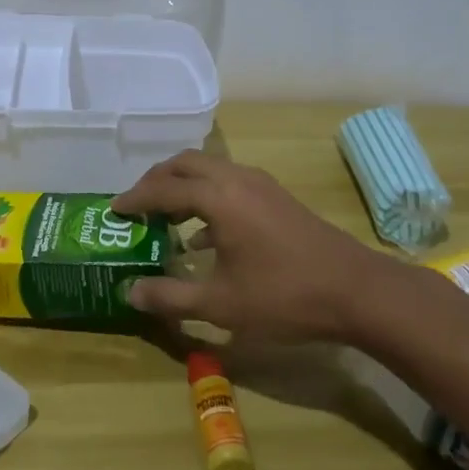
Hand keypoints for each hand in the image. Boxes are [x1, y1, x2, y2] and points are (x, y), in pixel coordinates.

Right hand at [113, 151, 398, 339]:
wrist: (355, 290)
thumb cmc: (284, 296)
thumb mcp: (221, 305)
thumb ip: (170, 297)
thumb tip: (130, 291)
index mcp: (218, 197)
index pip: (163, 188)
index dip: (135, 198)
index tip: (113, 211)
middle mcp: (236, 179)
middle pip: (184, 164)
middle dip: (156, 181)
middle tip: (136, 207)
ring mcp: (259, 184)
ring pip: (209, 169)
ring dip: (182, 186)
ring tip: (164, 218)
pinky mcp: (275, 196)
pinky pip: (228, 182)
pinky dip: (206, 196)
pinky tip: (203, 236)